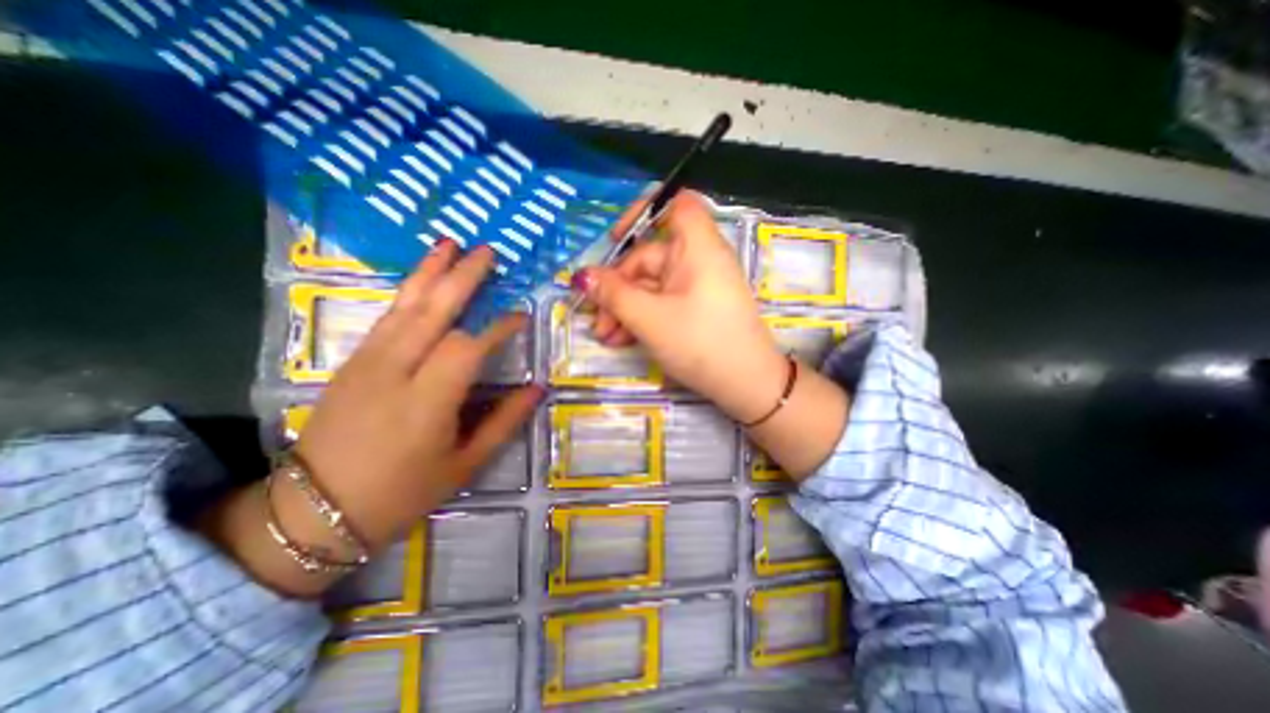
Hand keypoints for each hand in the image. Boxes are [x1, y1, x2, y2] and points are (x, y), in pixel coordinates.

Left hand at [294, 241, 541, 548]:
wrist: (314, 511)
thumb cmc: (402, 492)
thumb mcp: (465, 464)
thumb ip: (505, 422)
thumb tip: (537, 388)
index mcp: (426, 402)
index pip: (468, 347)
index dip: (499, 329)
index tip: (522, 317)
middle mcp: (394, 371)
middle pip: (433, 311)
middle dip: (463, 278)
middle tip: (488, 252)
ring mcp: (367, 362)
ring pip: (404, 305)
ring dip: (430, 271)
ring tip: (451, 244)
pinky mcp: (352, 361)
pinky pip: (386, 316)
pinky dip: (408, 291)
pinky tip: (421, 278)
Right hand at [570, 193, 847, 478]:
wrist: (747, 386)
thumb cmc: (700, 343)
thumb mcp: (649, 319)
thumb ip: (613, 295)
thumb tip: (582, 276)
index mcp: (697, 247)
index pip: (676, 205)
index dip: (644, 211)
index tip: (614, 238)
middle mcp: (699, 260)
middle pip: (649, 257)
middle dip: (618, 288)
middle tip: (597, 320)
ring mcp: (698, 286)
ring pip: (652, 285)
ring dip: (625, 308)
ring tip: (607, 337)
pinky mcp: (697, 308)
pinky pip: (664, 302)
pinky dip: (643, 316)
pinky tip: (623, 340)